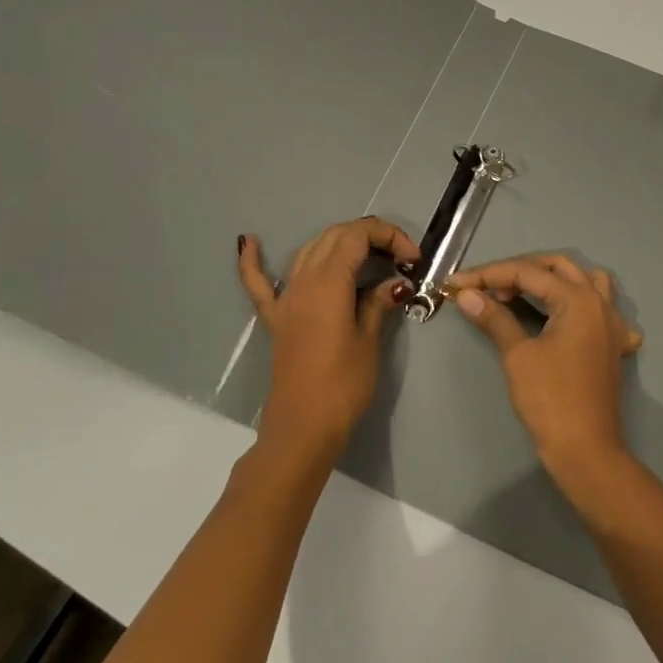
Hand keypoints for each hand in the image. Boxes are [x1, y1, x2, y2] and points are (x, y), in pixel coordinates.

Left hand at [237, 218, 418, 465]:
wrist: (303, 427)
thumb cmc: (343, 385)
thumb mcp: (369, 340)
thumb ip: (379, 302)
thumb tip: (396, 282)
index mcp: (329, 281)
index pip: (358, 235)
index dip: (390, 236)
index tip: (413, 259)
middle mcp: (303, 280)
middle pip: (335, 236)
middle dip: (370, 237)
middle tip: (399, 259)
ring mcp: (285, 298)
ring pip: (309, 250)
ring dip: (338, 243)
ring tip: (368, 256)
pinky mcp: (276, 318)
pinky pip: (258, 281)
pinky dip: (252, 260)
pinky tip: (248, 241)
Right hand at [450, 254, 642, 483]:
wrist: (585, 449)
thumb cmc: (550, 400)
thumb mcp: (518, 355)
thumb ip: (495, 318)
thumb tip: (467, 294)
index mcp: (578, 299)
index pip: (528, 273)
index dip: (489, 274)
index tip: (457, 283)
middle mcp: (600, 302)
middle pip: (558, 268)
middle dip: (519, 271)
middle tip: (487, 288)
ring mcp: (612, 323)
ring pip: (585, 280)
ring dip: (553, 279)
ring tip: (524, 293)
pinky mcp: (613, 344)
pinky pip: (602, 308)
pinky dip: (581, 303)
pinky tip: (566, 317)